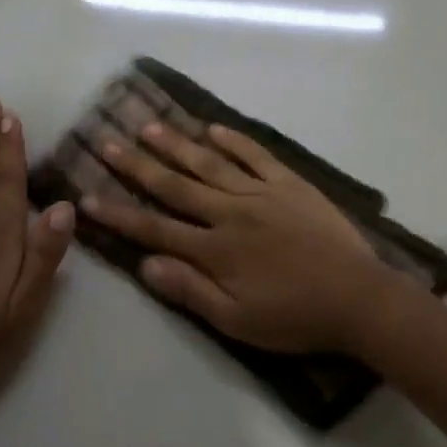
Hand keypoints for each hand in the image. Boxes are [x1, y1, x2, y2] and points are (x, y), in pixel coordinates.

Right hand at [82, 120, 388, 352]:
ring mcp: (262, 193)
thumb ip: (190, 290)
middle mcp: (231, 212)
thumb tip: (145, 265)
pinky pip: (256, 155)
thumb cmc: (295, 317)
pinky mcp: (290, 184)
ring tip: (149, 125)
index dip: (119, 213)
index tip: (87, 197)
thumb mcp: (237, 320)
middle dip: (138, 165)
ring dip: (177, 144)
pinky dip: (234, 140)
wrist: (359, 298)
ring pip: (210, 163)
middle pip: (175, 185)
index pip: (155, 228)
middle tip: (107, 141)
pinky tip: (212, 127)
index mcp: (216, 249)